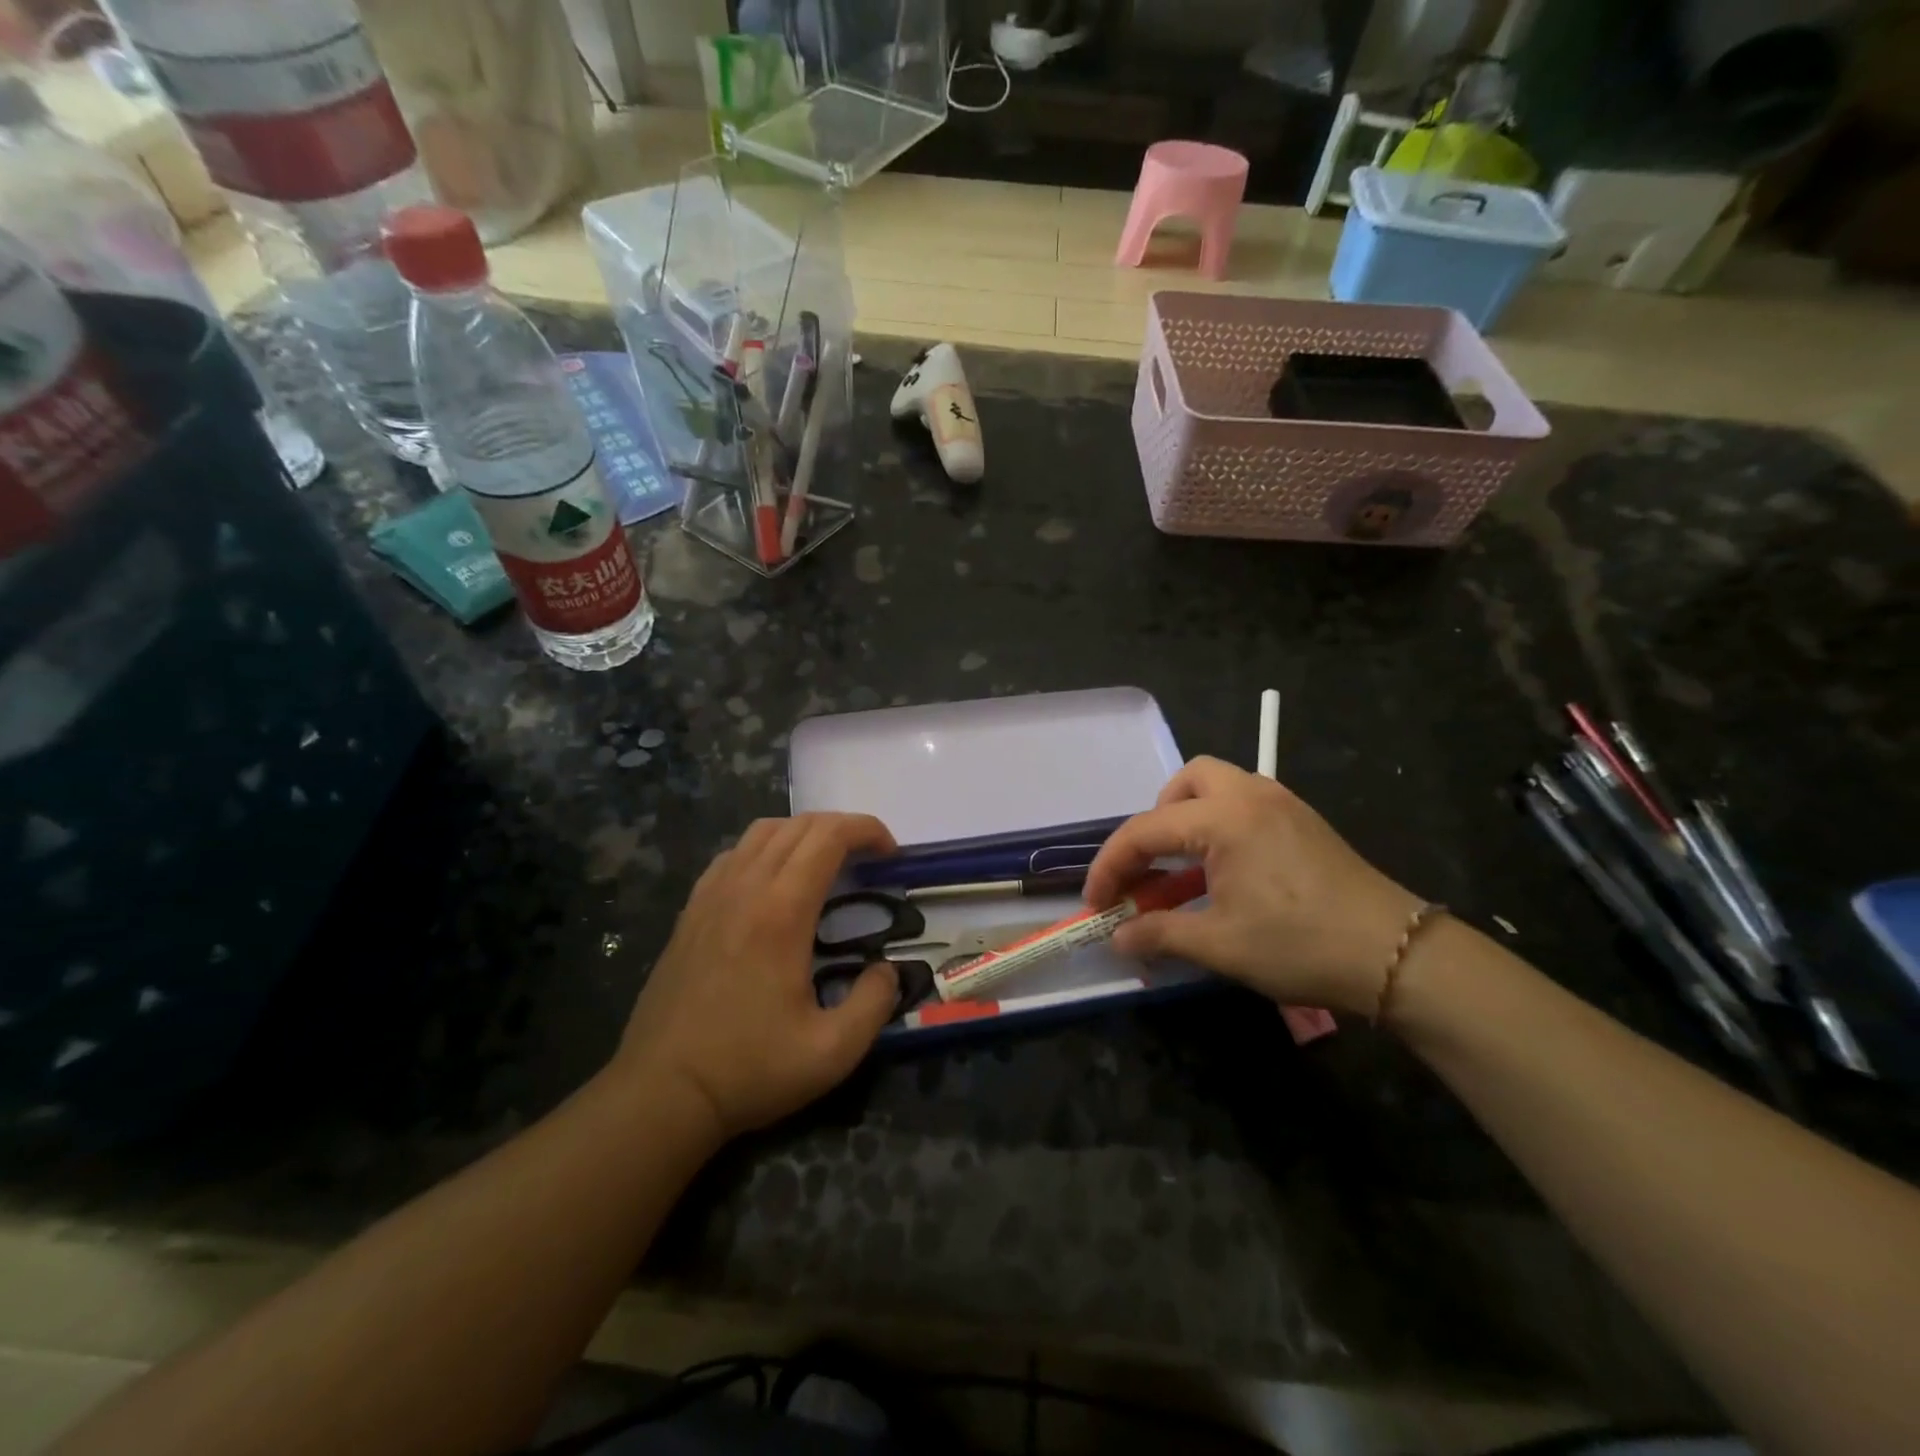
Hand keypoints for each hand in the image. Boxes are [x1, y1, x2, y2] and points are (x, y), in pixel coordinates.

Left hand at [614, 813, 899, 1139]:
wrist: (662, 1092)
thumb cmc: (749, 1069)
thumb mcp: (832, 1051)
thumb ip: (875, 1003)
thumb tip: (887, 969)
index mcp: (781, 911)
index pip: (829, 836)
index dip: (867, 830)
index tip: (891, 854)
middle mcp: (745, 888)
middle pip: (799, 825)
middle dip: (844, 828)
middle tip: (870, 860)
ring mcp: (711, 895)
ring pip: (763, 832)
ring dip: (804, 834)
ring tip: (826, 865)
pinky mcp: (691, 911)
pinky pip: (733, 855)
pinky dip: (765, 850)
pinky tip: (774, 884)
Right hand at [1084, 758, 1425, 1015]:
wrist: (1398, 956)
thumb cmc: (1301, 945)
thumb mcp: (1220, 945)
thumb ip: (1160, 934)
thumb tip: (1117, 937)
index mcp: (1224, 819)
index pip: (1146, 830)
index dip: (1111, 866)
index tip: (1095, 902)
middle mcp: (1250, 796)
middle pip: (1186, 782)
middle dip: (1157, 819)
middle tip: (1151, 866)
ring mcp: (1282, 804)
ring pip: (1218, 787)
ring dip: (1188, 820)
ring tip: (1183, 871)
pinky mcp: (1303, 822)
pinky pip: (1244, 806)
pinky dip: (1219, 828)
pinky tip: (1223, 875)